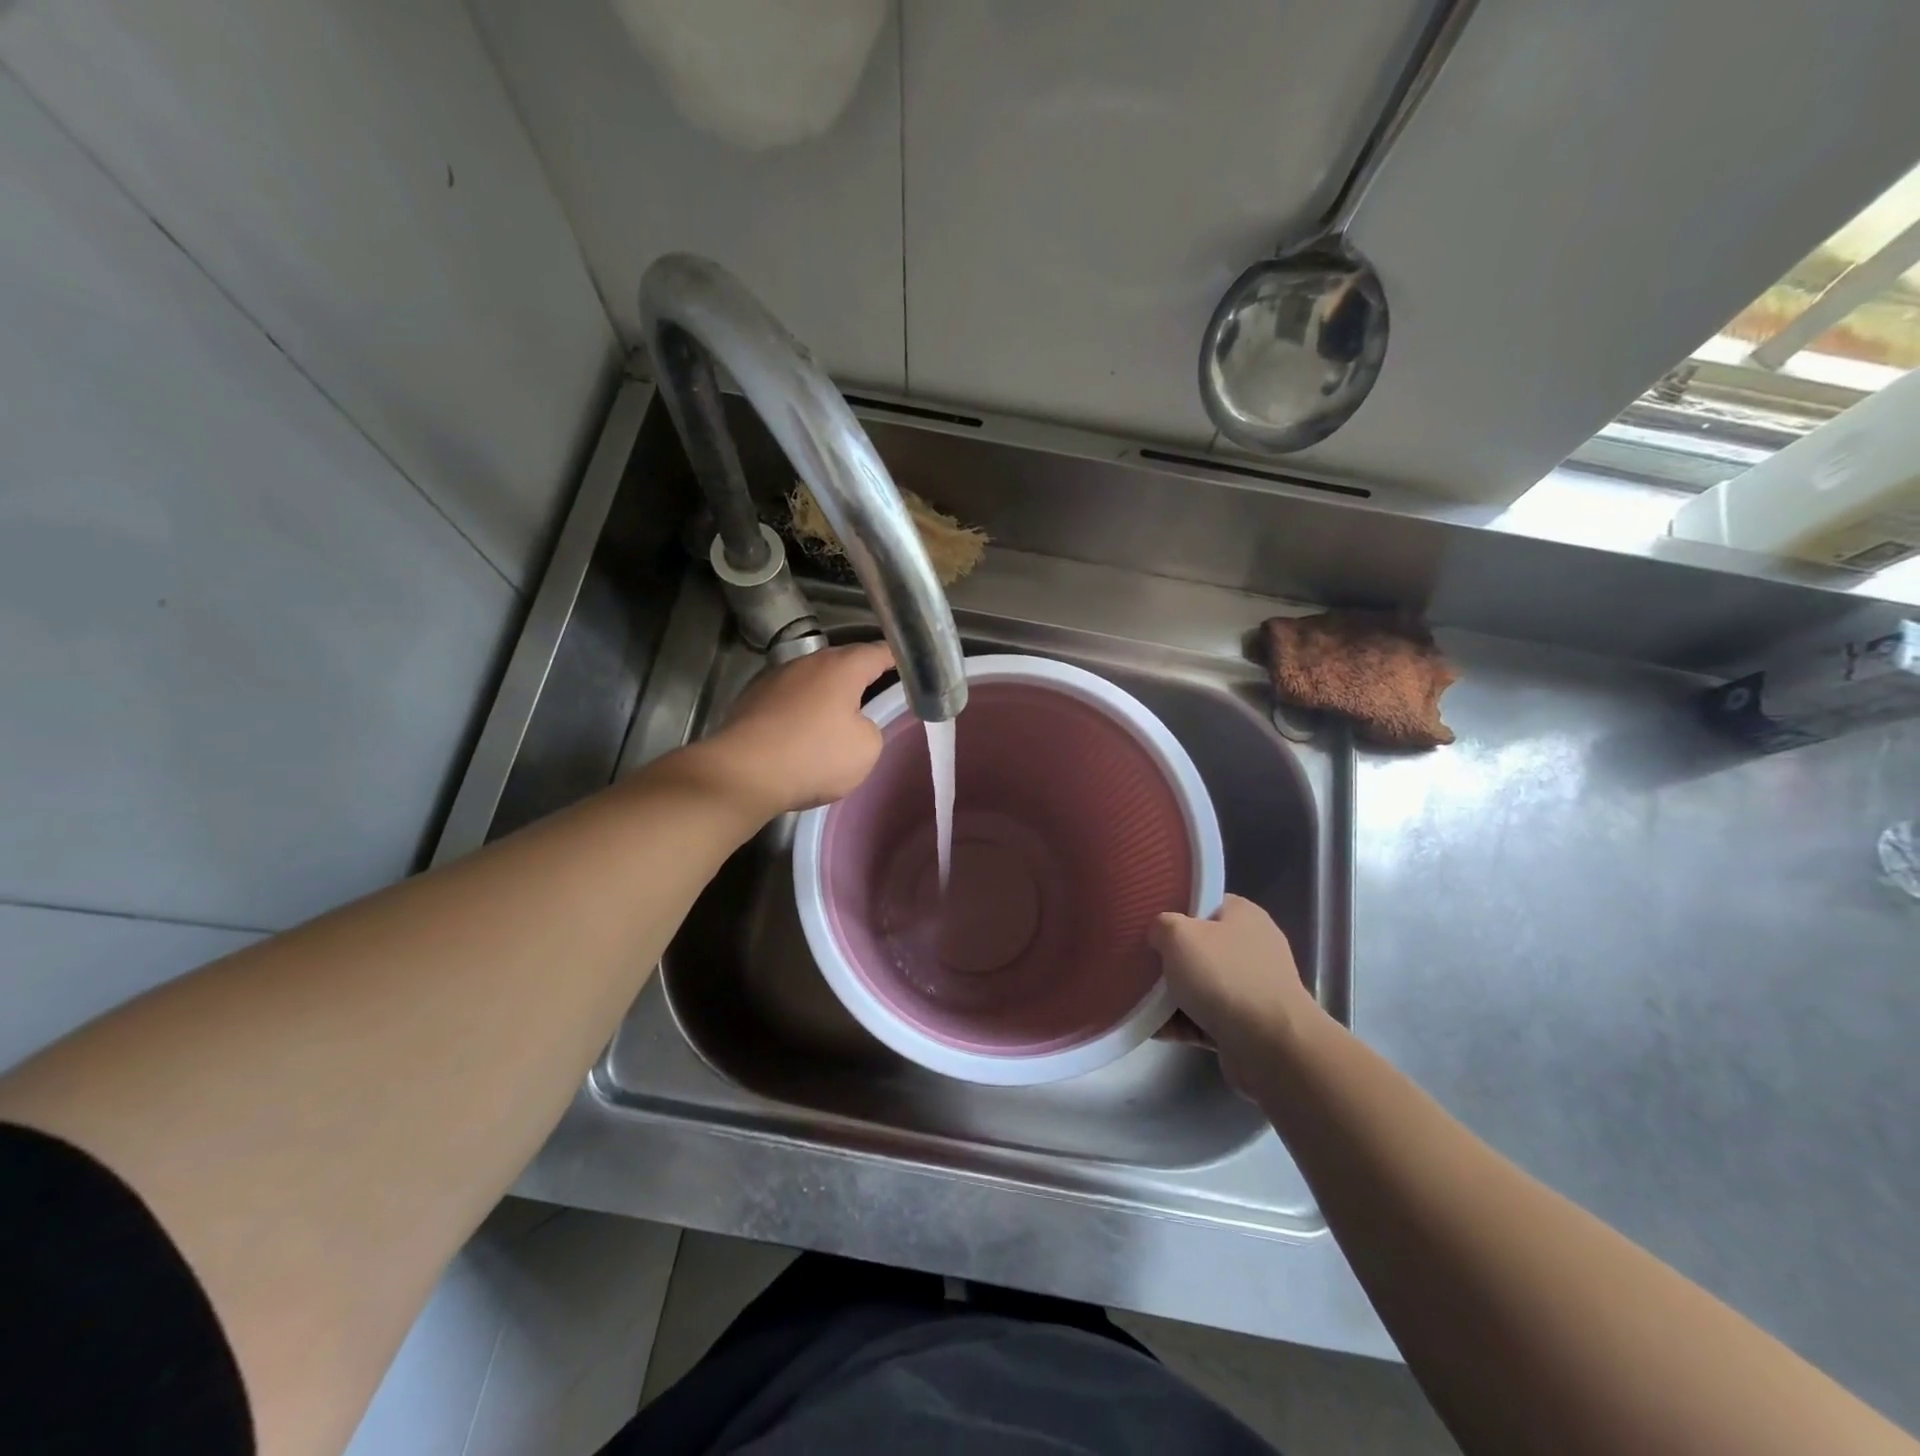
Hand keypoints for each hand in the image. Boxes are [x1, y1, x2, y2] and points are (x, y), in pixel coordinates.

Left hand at [690, 641, 895, 818]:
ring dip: (827, 694)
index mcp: (841, 667)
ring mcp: (775, 678)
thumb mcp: (866, 748)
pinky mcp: (752, 699)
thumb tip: (854, 723)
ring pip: (812, 680)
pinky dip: (801, 710)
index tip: (908, 666)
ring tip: (838, 717)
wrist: (743, 774)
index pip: (878, 652)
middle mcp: (807, 663)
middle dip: (860, 676)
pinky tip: (802, 732)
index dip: (896, 659)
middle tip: (877, 694)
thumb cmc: (813, 756)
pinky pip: (789, 698)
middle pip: (842, 662)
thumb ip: (870, 727)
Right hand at [1150, 896, 1322, 1089]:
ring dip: (1169, 996)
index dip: (1174, 911)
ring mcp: (1252, 989)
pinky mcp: (1246, 1026)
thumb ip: (1161, 925)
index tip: (1147, 924)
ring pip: (1198, 986)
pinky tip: (1152, 1028)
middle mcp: (1251, 948)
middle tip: (1137, 963)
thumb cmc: (1224, 977)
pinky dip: (1181, 1023)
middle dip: (1167, 959)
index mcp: (1243, 916)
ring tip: (1137, 1000)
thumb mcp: (1178, 934)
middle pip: (1198, 947)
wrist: (1271, 1047)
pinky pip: (1204, 1018)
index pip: (1203, 903)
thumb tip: (1159, 935)